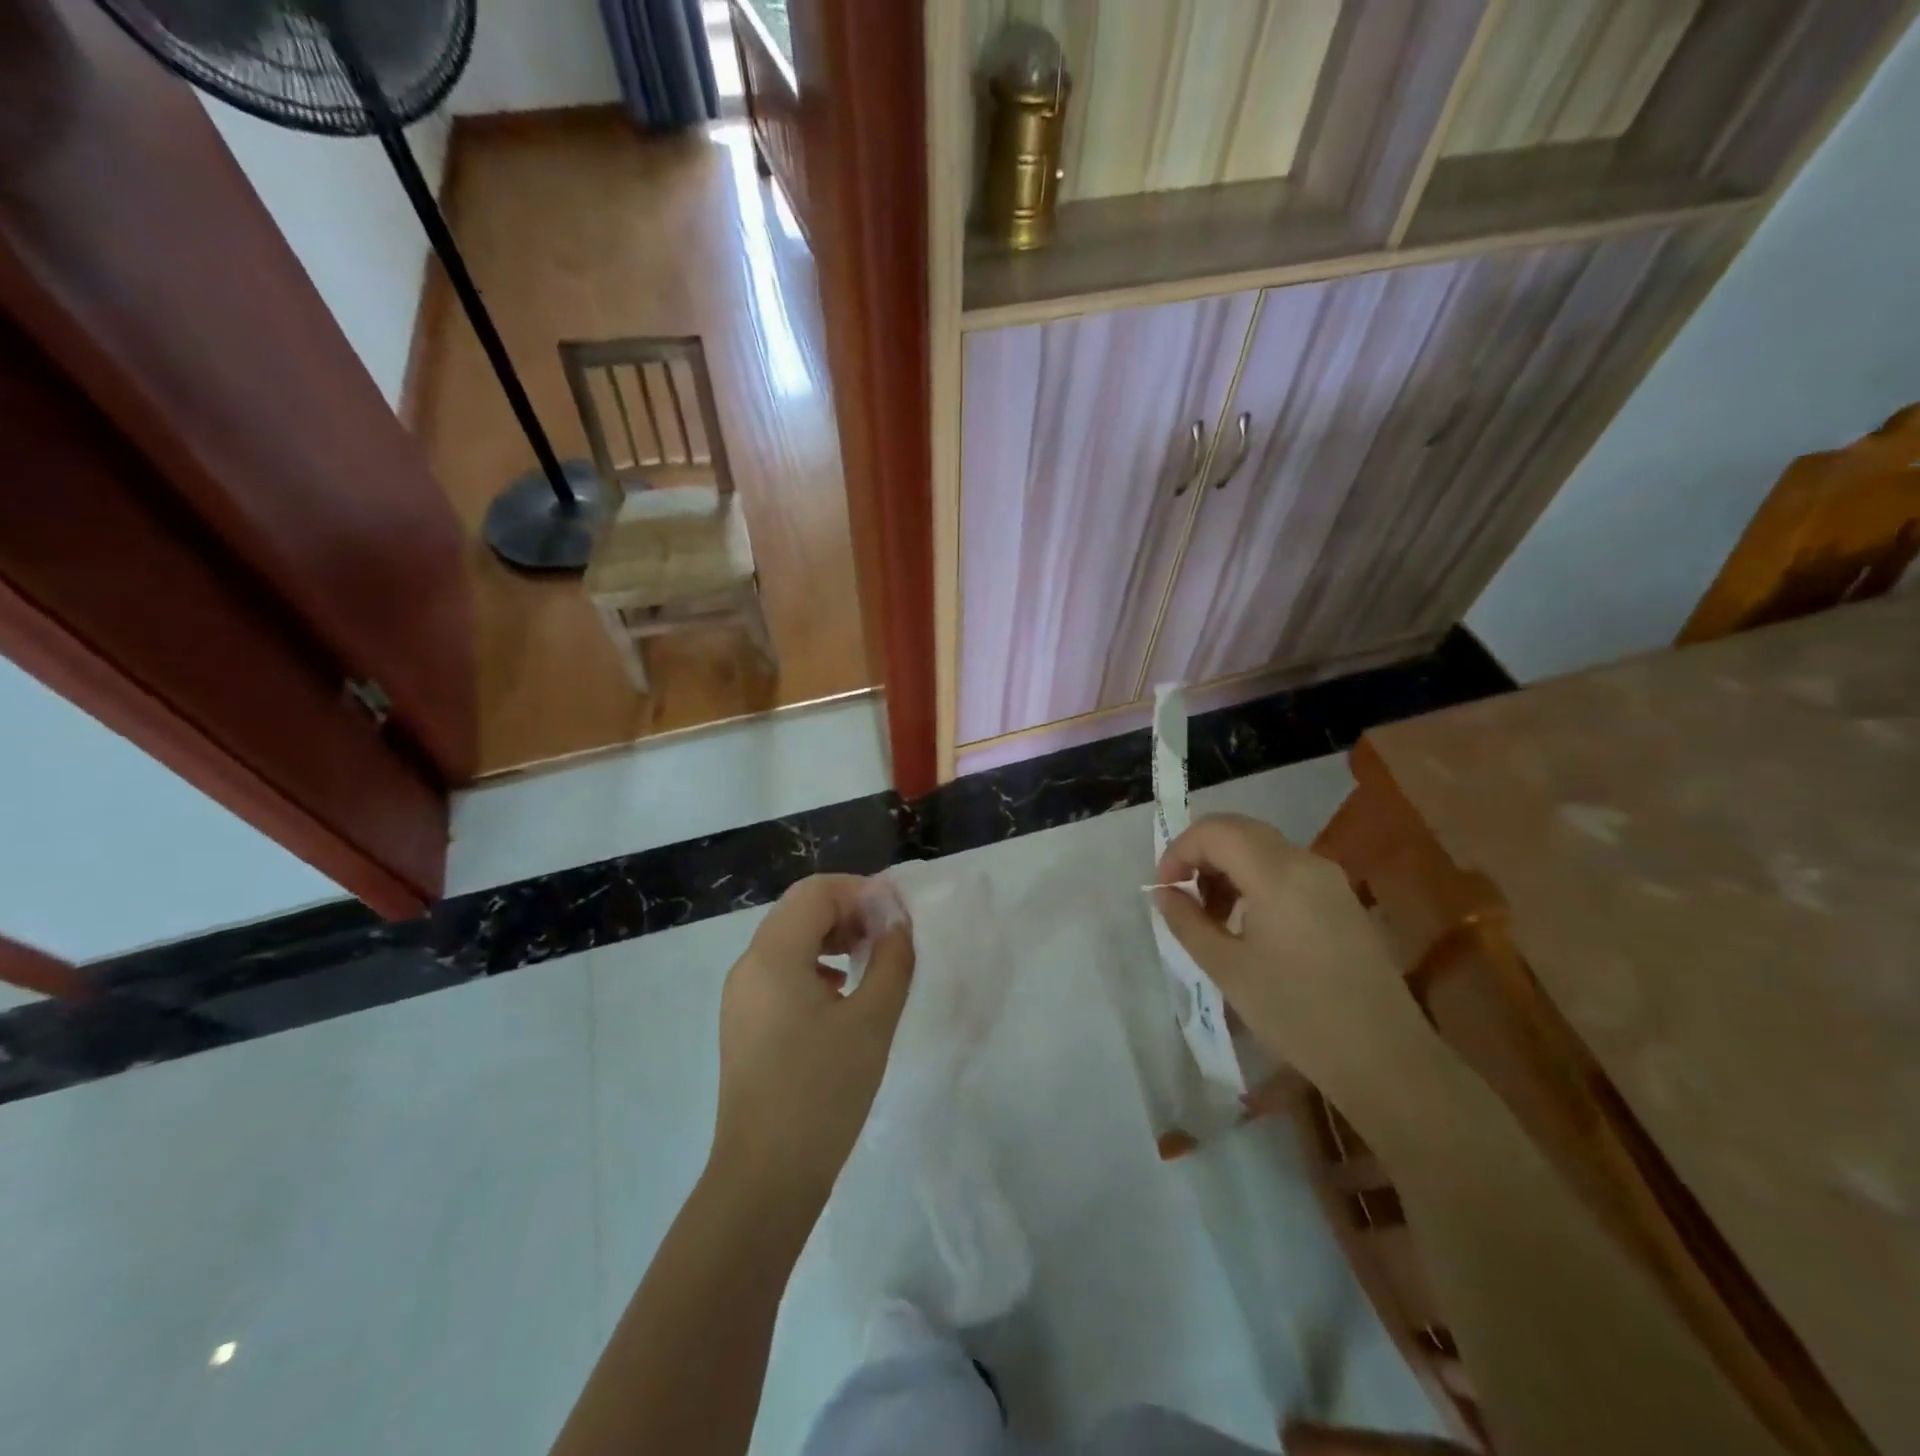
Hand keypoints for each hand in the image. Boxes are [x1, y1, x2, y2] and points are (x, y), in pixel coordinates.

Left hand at [710, 874, 913, 1212]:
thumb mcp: (871, 1020)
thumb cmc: (822, 1091)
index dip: (860, 892)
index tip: (897, 917)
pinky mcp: (745, 1024)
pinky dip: (816, 966)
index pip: (816, 892)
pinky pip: (781, 972)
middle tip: (888, 937)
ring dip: (832, 938)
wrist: (766, 1178)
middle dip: (848, 912)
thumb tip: (897, 923)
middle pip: (799, 910)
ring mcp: (741, 997)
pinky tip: (843, 995)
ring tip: (871, 962)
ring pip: (789, 941)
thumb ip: (892, 960)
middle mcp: (748, 966)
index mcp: (772, 955)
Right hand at [1154, 814, 1429, 1090]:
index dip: (1178, 852)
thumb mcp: (1228, 969)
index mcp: (1276, 873)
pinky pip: (1286, 869)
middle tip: (1181, 897)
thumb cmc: (1297, 1013)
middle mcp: (1306, 862)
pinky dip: (1254, 880)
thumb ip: (1187, 922)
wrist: (1385, 1058)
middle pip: (1239, 831)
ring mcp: (1329, 879)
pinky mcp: (1342, 900)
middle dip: (1200, 855)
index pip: (1214, 832)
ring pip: (1262, 848)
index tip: (1163, 891)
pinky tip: (1246, 924)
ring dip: (1227, 868)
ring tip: (1210, 916)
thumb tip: (1164, 893)